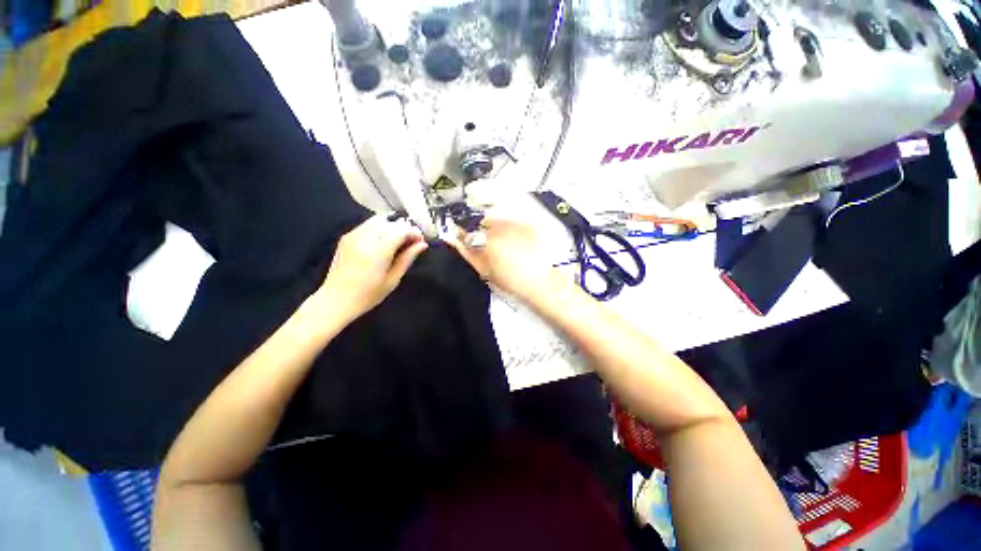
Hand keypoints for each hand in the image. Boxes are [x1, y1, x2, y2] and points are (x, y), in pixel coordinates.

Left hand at [316, 215, 427, 322]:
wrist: (336, 300)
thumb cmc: (368, 295)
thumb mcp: (393, 279)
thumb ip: (407, 258)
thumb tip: (422, 244)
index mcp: (378, 250)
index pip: (401, 230)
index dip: (415, 233)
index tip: (421, 242)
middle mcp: (365, 237)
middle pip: (391, 223)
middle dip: (404, 229)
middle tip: (411, 243)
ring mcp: (353, 235)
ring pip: (379, 220)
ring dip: (392, 227)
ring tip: (398, 241)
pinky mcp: (347, 237)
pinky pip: (367, 225)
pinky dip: (380, 228)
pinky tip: (383, 241)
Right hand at [445, 214, 556, 299]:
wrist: (540, 283)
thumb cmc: (511, 281)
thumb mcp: (485, 270)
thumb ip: (467, 252)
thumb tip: (454, 240)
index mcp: (488, 239)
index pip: (469, 230)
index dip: (466, 236)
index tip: (467, 241)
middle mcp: (502, 227)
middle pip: (484, 224)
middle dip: (484, 233)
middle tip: (491, 249)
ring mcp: (517, 225)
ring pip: (500, 222)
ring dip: (498, 231)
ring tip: (507, 248)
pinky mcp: (529, 226)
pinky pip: (514, 224)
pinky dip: (513, 232)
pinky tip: (518, 245)